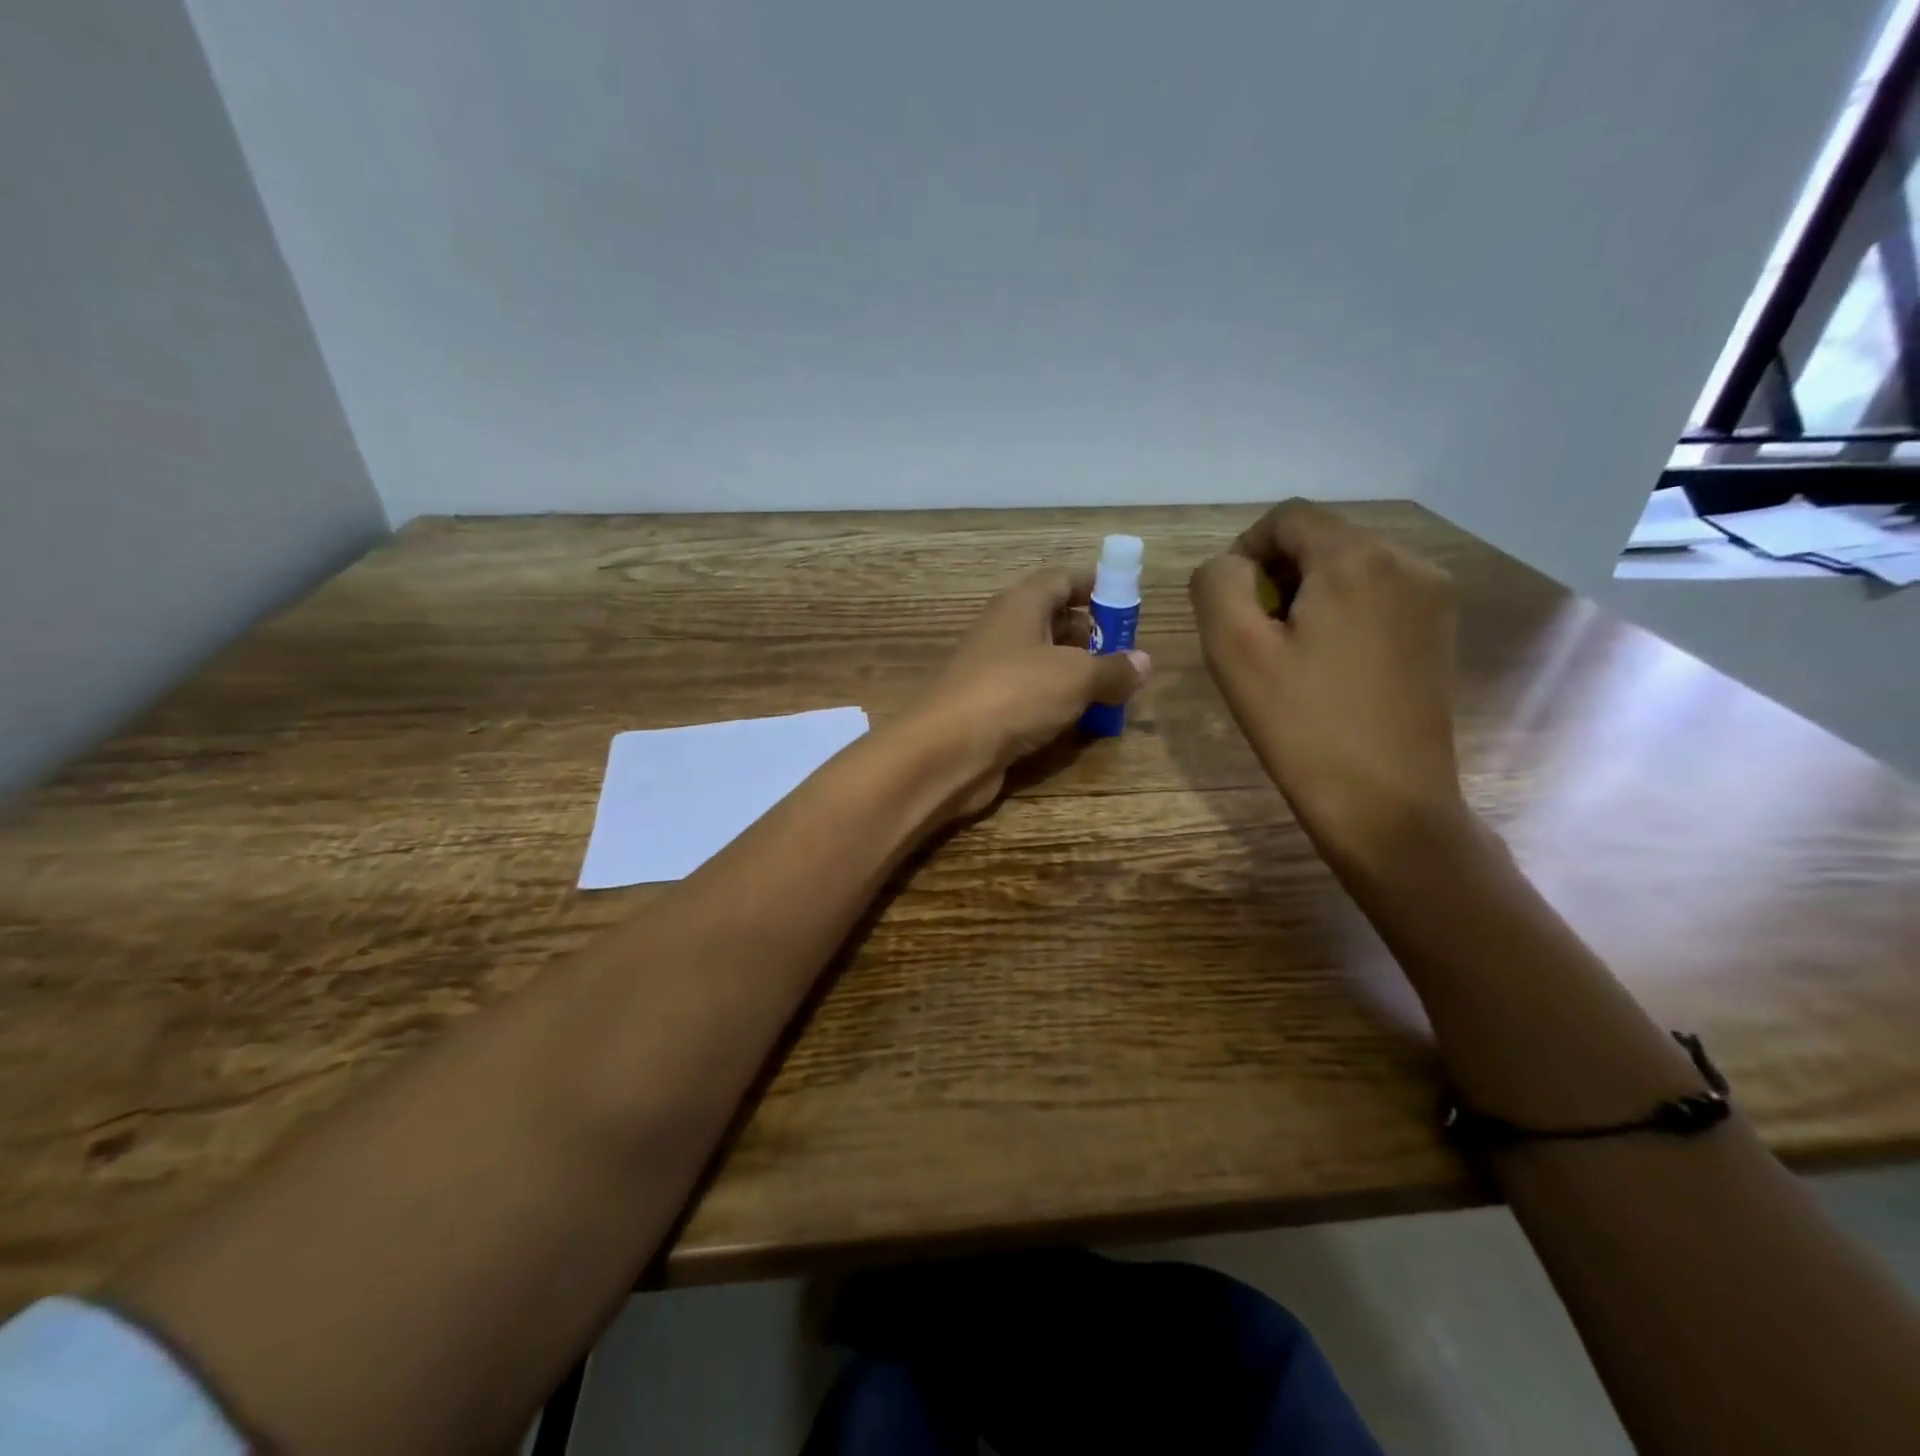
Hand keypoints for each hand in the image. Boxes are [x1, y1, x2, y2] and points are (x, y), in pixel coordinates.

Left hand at [904, 567, 1150, 816]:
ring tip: (1117, 690)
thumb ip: (1113, 669)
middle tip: (1128, 653)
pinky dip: (1058, 705)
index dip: (1095, 584)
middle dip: (1092, 634)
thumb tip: (1144, 663)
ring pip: (1044, 663)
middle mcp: (1005, 632)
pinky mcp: (991, 710)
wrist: (948, 750)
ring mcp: (994, 673)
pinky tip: (1084, 722)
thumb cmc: (1015, 693)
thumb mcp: (1076, 676)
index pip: (1061, 579)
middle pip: (1054, 621)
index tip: (1127, 597)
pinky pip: (1033, 698)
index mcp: (1021, 605)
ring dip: (1078, 674)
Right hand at [1189, 501, 1461, 857]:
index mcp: (1357, 558)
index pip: (1287, 518)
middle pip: (1321, 540)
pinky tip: (1328, 668)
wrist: (1388, 806)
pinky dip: (1341, 616)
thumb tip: (1232, 568)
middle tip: (1254, 639)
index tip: (1229, 608)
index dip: (1244, 551)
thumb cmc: (1303, 726)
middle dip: (1276, 577)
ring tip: (1290, 658)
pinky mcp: (1439, 633)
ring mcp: (1433, 598)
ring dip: (1307, 597)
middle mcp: (1407, 562)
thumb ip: (1218, 584)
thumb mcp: (1234, 650)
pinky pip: (1377, 598)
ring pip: (1350, 569)